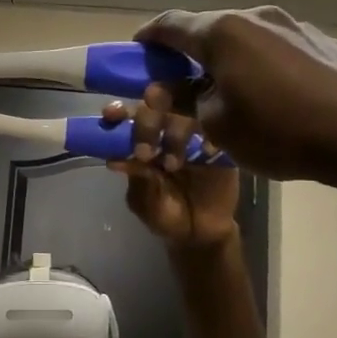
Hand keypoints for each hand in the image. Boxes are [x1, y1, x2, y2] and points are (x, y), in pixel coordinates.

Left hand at [102, 83, 240, 249]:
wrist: (202, 233)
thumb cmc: (165, 215)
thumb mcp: (145, 202)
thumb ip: (136, 179)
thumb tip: (113, 160)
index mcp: (143, 139)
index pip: (129, 115)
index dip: (120, 111)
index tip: (113, 114)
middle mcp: (168, 129)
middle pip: (158, 104)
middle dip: (147, 121)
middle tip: (145, 152)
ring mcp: (197, 134)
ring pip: (187, 112)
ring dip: (176, 133)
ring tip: (172, 165)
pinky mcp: (223, 144)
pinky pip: (219, 129)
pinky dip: (211, 137)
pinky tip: (207, 152)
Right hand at [136, 7, 336, 184]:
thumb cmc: (278, 131)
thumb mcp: (216, 124)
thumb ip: (185, 99)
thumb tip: (168, 87)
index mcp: (223, 33)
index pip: (171, 24)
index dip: (149, 37)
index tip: (138, 49)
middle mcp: (258, 18)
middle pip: (211, 29)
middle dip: (191, 52)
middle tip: (181, 79)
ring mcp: (297, 26)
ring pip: (249, 38)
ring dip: (231, 58)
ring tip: (232, 89)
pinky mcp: (328, 43)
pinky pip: (282, 49)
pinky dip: (266, 65)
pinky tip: (276, 95)